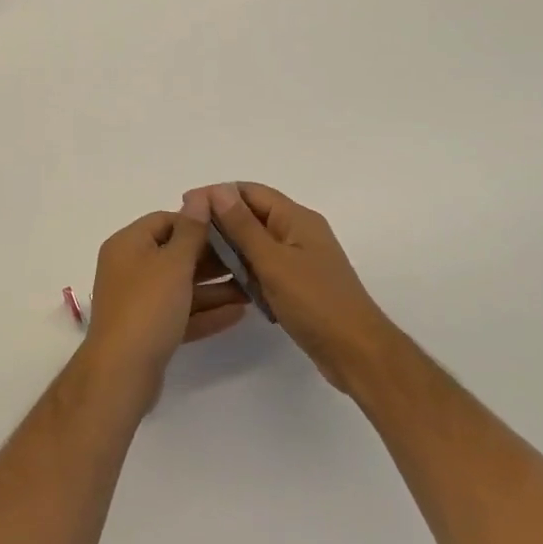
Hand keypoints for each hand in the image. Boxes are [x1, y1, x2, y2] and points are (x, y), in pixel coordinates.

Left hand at [83, 197, 246, 403]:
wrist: (121, 373)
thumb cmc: (147, 307)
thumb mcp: (173, 263)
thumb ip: (191, 230)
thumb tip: (199, 195)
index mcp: (128, 244)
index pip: (166, 221)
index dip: (197, 223)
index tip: (230, 229)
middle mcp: (130, 268)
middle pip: (175, 254)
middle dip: (212, 257)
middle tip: (248, 259)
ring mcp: (138, 301)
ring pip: (181, 286)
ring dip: (215, 287)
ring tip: (252, 287)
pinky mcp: (149, 330)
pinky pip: (181, 313)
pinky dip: (206, 312)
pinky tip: (239, 313)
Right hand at [195, 182, 399, 394]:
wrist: (356, 353)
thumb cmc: (315, 302)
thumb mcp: (273, 261)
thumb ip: (243, 226)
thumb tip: (218, 190)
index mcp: (297, 218)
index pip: (251, 192)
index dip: (217, 194)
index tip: (185, 205)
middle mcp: (299, 232)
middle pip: (253, 214)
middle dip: (221, 220)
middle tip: (187, 235)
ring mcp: (300, 259)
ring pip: (257, 242)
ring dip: (230, 246)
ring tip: (197, 257)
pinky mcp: (298, 284)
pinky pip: (265, 266)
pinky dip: (245, 268)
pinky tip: (224, 280)